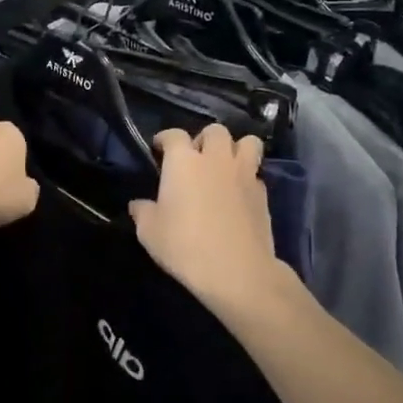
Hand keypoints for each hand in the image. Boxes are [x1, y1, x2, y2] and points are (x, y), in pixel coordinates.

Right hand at [129, 125, 288, 313]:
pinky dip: (247, 176)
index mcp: (184, 162)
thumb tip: (139, 205)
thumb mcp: (149, 232)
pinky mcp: (263, 194)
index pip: (174, 135)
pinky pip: (256, 173)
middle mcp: (216, 159)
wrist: (237, 271)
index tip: (159, 149)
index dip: (165, 139)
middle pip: (215, 131)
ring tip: (224, 166)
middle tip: (195, 158)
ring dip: (234, 148)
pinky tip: (238, 193)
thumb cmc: (185, 246)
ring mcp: (244, 174)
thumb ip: (143, 212)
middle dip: (204, 139)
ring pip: (247, 142)